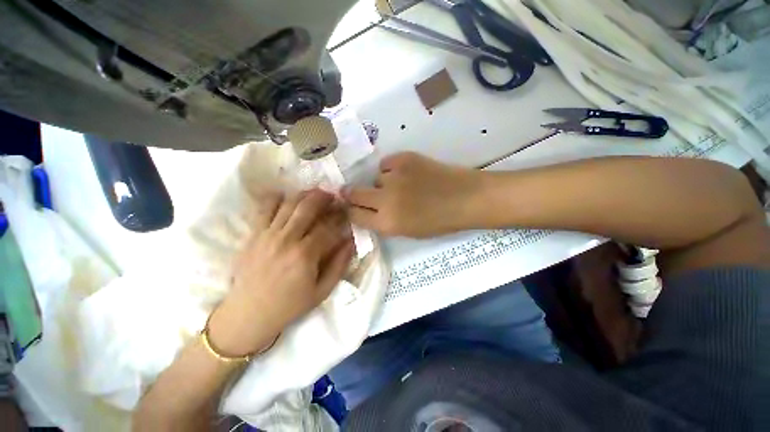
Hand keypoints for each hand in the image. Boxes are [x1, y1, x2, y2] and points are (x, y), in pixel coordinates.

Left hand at [208, 190, 353, 356]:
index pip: (329, 227)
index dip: (340, 217)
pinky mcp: (253, 234)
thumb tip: (350, 242)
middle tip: (333, 195)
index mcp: (305, 255)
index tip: (347, 212)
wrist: (248, 314)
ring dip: (304, 195)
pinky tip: (286, 198)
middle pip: (308, 208)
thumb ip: (339, 265)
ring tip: (314, 193)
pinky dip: (276, 198)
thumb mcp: (322, 291)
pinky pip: (264, 208)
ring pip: (288, 203)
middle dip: (324, 198)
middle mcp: (286, 239)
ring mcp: (267, 234)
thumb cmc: (289, 305)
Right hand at [343, 152, 485, 237]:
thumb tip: (368, 211)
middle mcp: (385, 200)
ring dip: (383, 183)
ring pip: (376, 178)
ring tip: (401, 185)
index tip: (350, 207)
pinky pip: (386, 164)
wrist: (465, 198)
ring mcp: (393, 177)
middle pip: (354, 194)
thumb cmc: (439, 222)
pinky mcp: (403, 159)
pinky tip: (406, 173)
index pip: (355, 215)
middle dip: (350, 194)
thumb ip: (384, 222)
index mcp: (387, 223)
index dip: (350, 211)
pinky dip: (392, 169)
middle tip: (350, 192)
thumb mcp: (408, 232)